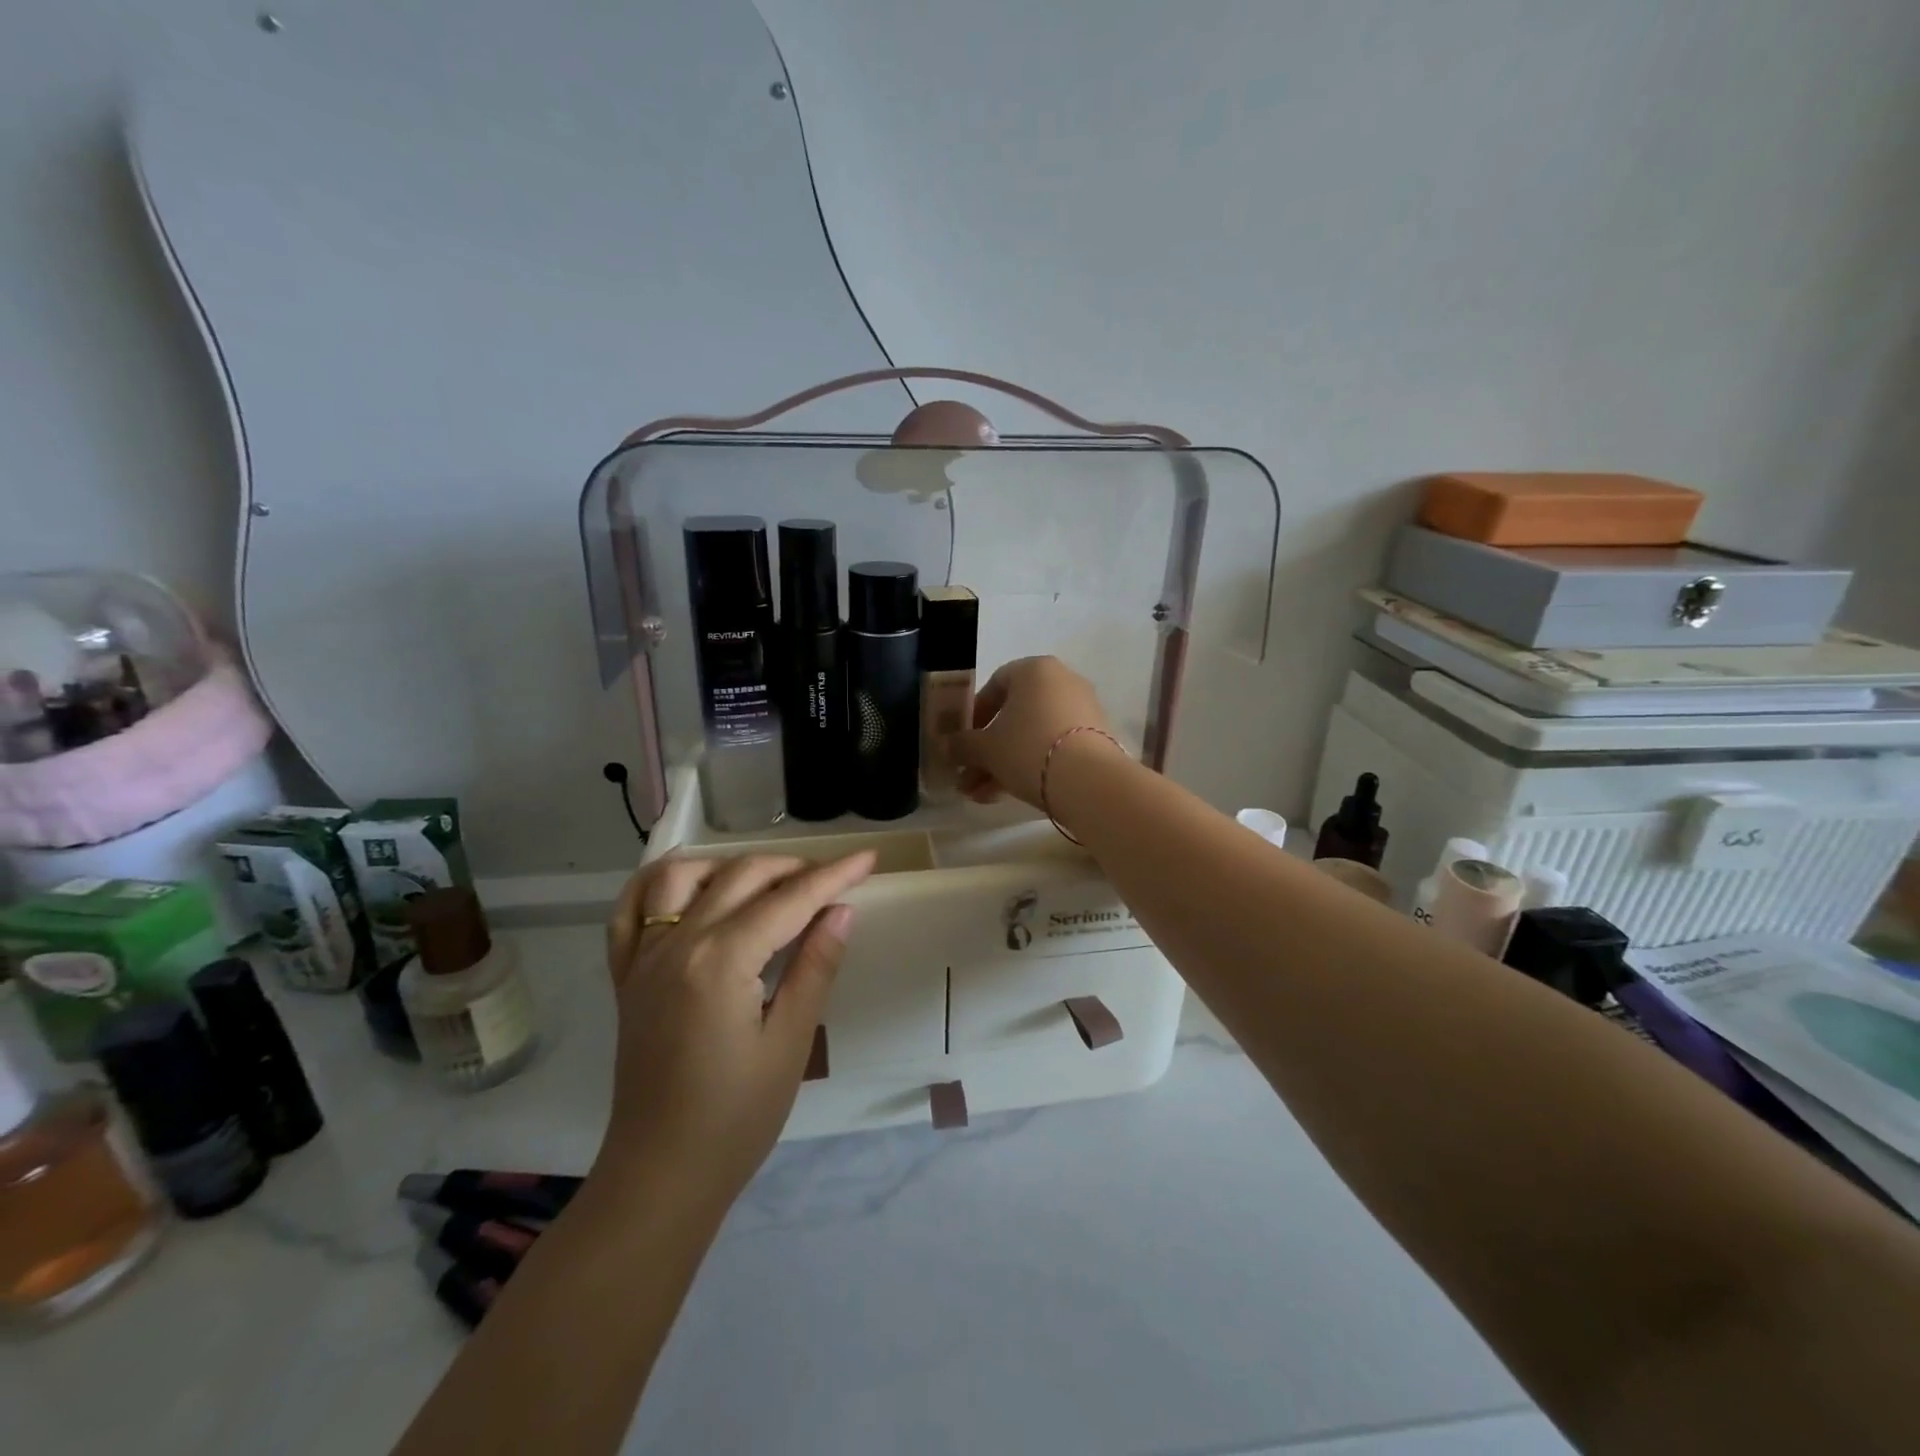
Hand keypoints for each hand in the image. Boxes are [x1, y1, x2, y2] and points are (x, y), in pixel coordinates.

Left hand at [598, 851, 875, 1208]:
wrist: (661, 1174)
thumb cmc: (736, 1116)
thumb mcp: (790, 1042)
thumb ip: (815, 967)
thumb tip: (841, 910)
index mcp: (721, 961)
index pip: (789, 900)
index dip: (833, 875)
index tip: (867, 858)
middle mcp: (678, 944)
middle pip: (741, 877)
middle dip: (793, 867)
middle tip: (832, 879)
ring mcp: (644, 957)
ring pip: (682, 877)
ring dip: (729, 865)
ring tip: (766, 880)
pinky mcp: (627, 976)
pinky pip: (629, 911)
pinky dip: (658, 884)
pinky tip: (689, 886)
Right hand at [950, 656, 1117, 809]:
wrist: (1089, 781)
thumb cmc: (1028, 748)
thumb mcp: (985, 748)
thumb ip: (962, 745)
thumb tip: (947, 747)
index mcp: (1034, 670)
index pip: (995, 684)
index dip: (974, 715)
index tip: (962, 741)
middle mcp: (1063, 682)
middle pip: (1014, 715)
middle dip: (987, 749)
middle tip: (967, 776)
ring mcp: (1083, 710)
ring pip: (1032, 735)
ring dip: (1003, 764)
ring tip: (980, 796)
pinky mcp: (1096, 738)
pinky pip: (1054, 747)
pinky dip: (1031, 766)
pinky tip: (1007, 795)